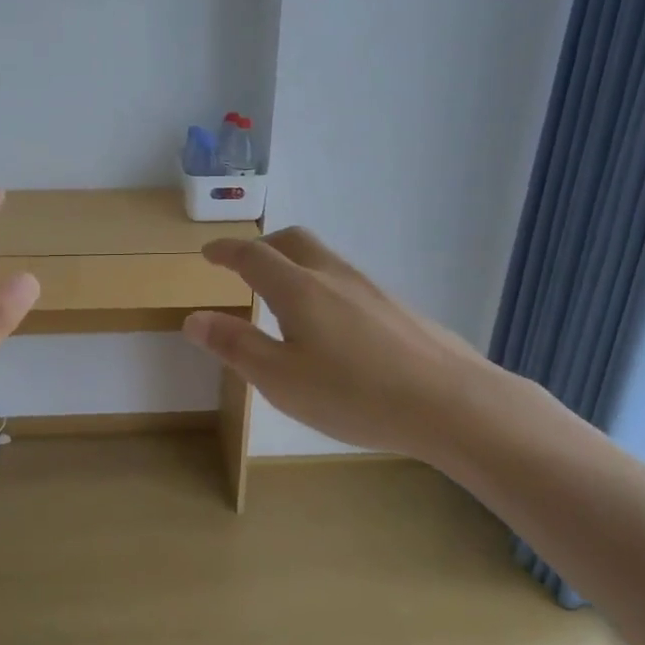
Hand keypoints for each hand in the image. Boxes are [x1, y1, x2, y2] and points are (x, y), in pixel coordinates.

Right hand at [182, 226, 490, 463]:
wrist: (451, 402)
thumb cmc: (354, 394)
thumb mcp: (280, 379)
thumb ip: (235, 346)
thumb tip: (194, 318)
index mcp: (299, 290)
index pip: (253, 256)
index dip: (226, 251)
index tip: (208, 252)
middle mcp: (335, 277)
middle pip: (293, 242)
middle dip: (262, 246)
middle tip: (243, 266)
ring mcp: (372, 290)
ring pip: (324, 260)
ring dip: (294, 265)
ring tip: (282, 298)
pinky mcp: (397, 309)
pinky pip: (347, 282)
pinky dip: (322, 286)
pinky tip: (331, 327)